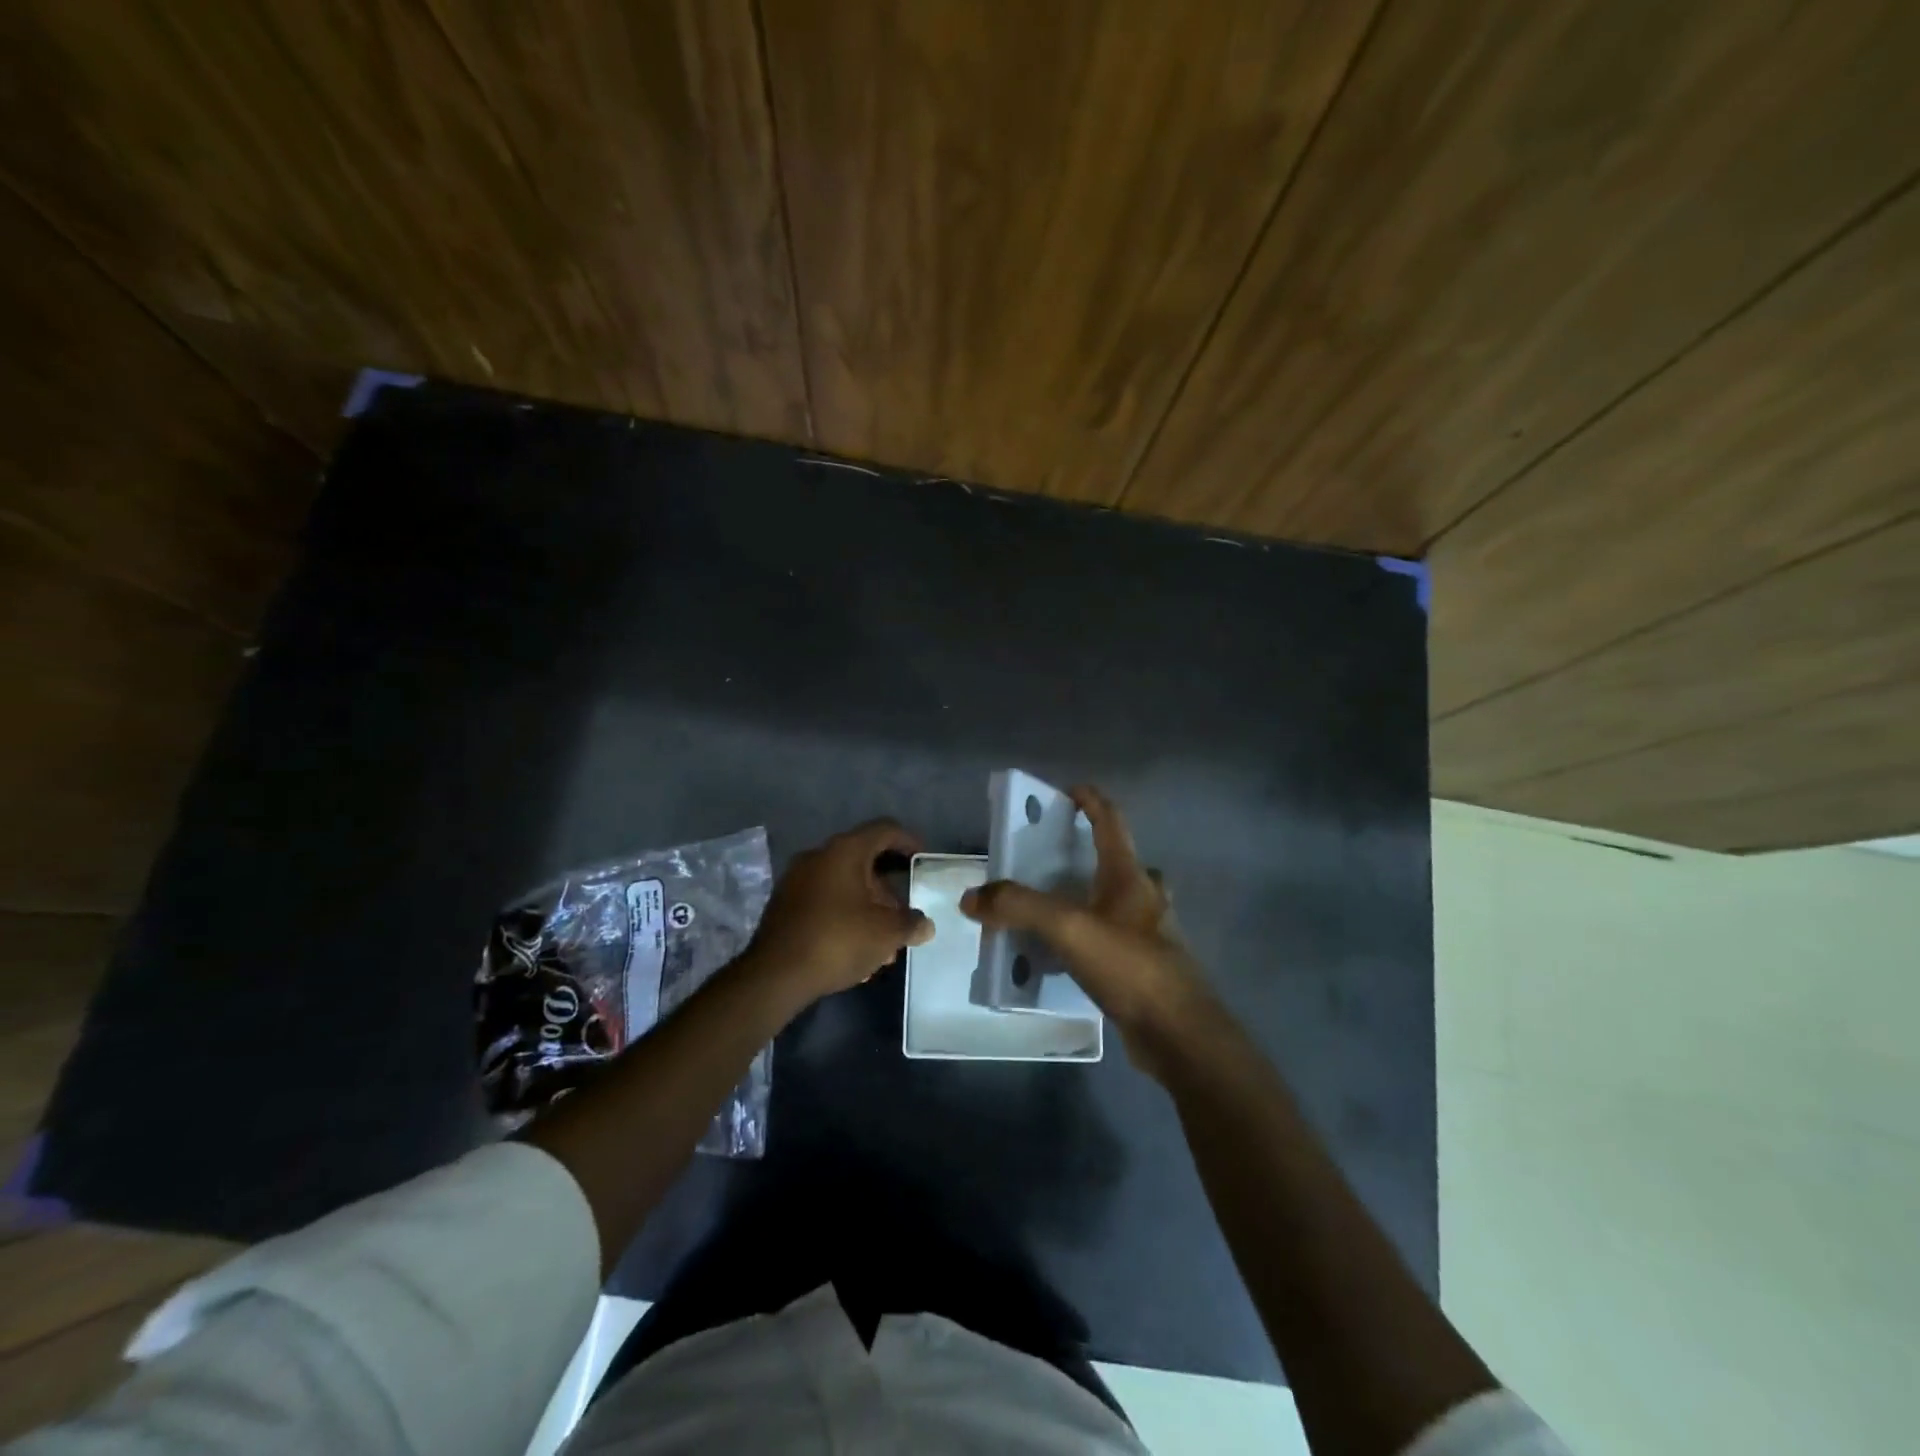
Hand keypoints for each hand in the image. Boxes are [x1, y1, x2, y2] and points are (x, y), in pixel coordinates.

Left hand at [744, 819, 933, 1007]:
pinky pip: (825, 901)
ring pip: (844, 885)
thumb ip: (911, 924)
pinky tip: (856, 949)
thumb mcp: (886, 933)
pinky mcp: (785, 905)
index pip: (884, 830)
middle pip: (864, 861)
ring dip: (868, 908)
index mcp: (845, 850)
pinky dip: (845, 916)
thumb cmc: (838, 940)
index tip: (923, 859)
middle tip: (903, 917)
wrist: (775, 975)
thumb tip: (925, 925)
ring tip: (883, 945)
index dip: (908, 840)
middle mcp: (819, 856)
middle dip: (888, 890)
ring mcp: (797, 880)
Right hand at [959, 785, 1214, 1078]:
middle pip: (1120, 860)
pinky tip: (1069, 953)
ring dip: (1092, 896)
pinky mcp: (1147, 967)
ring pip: (1120, 901)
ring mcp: (1151, 933)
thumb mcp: (1067, 927)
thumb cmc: (1129, 965)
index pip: (1111, 821)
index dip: (1090, 800)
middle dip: (1090, 852)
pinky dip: (1093, 934)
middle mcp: (1145, 897)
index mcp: (1130, 875)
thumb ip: (1018, 906)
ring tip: (1055, 906)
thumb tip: (971, 898)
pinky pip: (1116, 937)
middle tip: (1054, 859)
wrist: (1178, 1032)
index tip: (1067, 791)